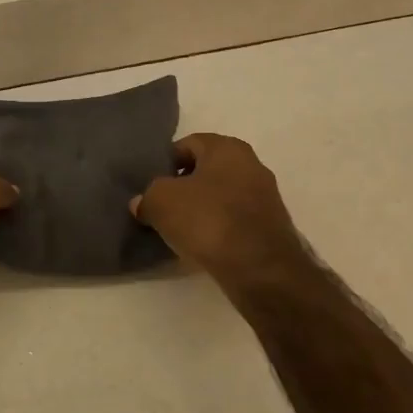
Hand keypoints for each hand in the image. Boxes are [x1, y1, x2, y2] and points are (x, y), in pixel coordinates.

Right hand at [130, 133, 310, 286]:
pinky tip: (202, 244)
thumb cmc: (208, 220)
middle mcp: (252, 164)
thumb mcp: (161, 201)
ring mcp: (265, 197)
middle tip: (162, 206)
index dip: (166, 162)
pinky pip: (234, 219)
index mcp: (227, 148)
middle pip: (206, 170)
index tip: (151, 185)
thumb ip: (147, 196)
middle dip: (183, 186)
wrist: (259, 268)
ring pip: (221, 196)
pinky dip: (217, 227)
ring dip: (200, 208)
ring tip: (179, 229)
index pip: (188, 144)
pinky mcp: (270, 226)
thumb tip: (141, 203)